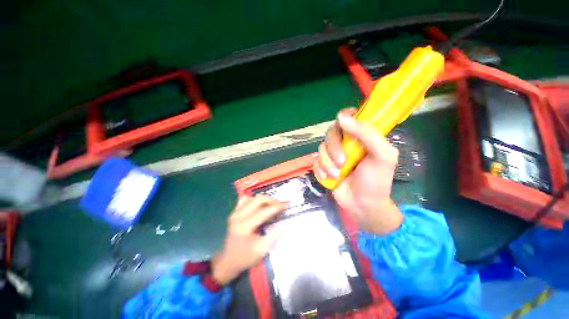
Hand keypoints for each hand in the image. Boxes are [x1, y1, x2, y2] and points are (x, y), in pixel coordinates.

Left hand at [211, 195, 285, 284]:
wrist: (228, 261)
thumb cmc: (246, 257)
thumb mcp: (262, 250)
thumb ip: (274, 235)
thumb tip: (285, 223)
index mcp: (245, 226)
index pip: (264, 211)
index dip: (277, 207)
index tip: (286, 205)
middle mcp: (239, 216)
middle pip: (258, 200)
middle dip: (271, 200)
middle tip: (280, 205)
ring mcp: (234, 213)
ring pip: (251, 197)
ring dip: (263, 199)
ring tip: (271, 205)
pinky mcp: (233, 213)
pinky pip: (244, 200)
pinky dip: (253, 200)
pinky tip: (259, 206)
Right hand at [314, 108, 402, 234]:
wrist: (362, 205)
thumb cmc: (375, 181)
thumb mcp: (382, 156)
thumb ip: (367, 134)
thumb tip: (342, 118)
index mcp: (362, 137)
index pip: (351, 117)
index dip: (345, 116)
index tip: (342, 124)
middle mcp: (346, 142)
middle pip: (331, 132)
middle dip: (334, 148)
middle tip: (343, 162)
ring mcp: (333, 154)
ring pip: (321, 148)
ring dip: (328, 163)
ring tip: (337, 175)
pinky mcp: (324, 165)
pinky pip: (315, 161)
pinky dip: (321, 170)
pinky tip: (329, 178)